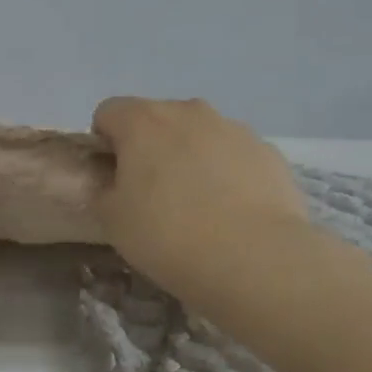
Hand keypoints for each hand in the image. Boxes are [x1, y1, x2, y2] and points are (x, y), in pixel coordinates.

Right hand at [91, 97, 308, 305]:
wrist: (255, 259)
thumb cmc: (168, 235)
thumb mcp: (111, 219)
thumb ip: (103, 190)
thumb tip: (113, 183)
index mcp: (142, 121)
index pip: (108, 112)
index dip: (104, 143)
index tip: (112, 178)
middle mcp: (188, 112)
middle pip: (156, 119)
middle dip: (149, 147)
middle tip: (151, 194)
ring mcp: (233, 129)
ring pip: (198, 134)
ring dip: (189, 157)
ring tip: (196, 206)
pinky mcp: (268, 152)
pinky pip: (233, 155)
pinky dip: (226, 173)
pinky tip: (230, 212)